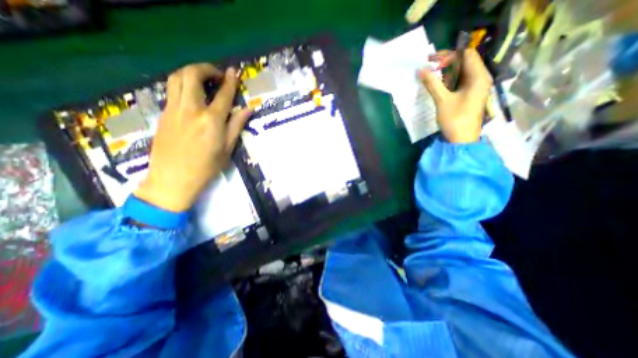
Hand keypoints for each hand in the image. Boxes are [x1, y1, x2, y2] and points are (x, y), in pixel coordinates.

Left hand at [134, 63, 251, 212]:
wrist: (173, 179)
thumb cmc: (206, 167)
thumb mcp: (227, 148)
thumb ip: (237, 125)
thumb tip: (249, 109)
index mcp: (211, 120)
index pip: (223, 94)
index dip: (230, 81)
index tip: (234, 72)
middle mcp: (190, 109)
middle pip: (192, 75)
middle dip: (205, 68)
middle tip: (216, 75)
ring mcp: (173, 110)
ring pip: (176, 78)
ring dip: (190, 73)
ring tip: (202, 80)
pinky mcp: (163, 114)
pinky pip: (171, 91)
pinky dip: (182, 85)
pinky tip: (192, 96)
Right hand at [420, 48, 492, 143]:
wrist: (461, 140)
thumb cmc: (455, 119)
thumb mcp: (442, 100)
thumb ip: (432, 83)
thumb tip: (420, 70)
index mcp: (479, 76)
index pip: (466, 55)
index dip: (449, 55)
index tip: (431, 62)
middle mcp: (480, 78)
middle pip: (464, 62)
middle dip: (446, 63)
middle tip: (428, 67)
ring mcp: (475, 88)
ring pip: (461, 73)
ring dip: (445, 73)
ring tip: (430, 76)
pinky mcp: (469, 95)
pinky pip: (459, 82)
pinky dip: (448, 81)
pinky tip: (438, 86)